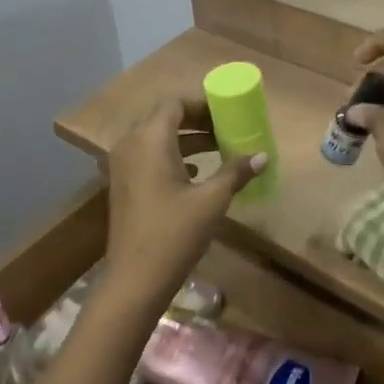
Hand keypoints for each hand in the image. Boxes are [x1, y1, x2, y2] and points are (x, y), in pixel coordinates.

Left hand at [103, 94, 263, 303]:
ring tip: (217, 148)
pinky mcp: (121, 185)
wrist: (135, 278)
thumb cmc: (175, 233)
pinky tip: (195, 172)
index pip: (174, 104)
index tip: (227, 114)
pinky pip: (146, 156)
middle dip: (195, 120)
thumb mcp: (212, 201)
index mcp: (150, 139)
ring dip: (184, 139)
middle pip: (163, 118)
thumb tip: (263, 156)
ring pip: (154, 138)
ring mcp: (121, 165)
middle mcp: (130, 144)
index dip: (202, 105)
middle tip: (225, 128)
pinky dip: (170, 155)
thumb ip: (236, 172)